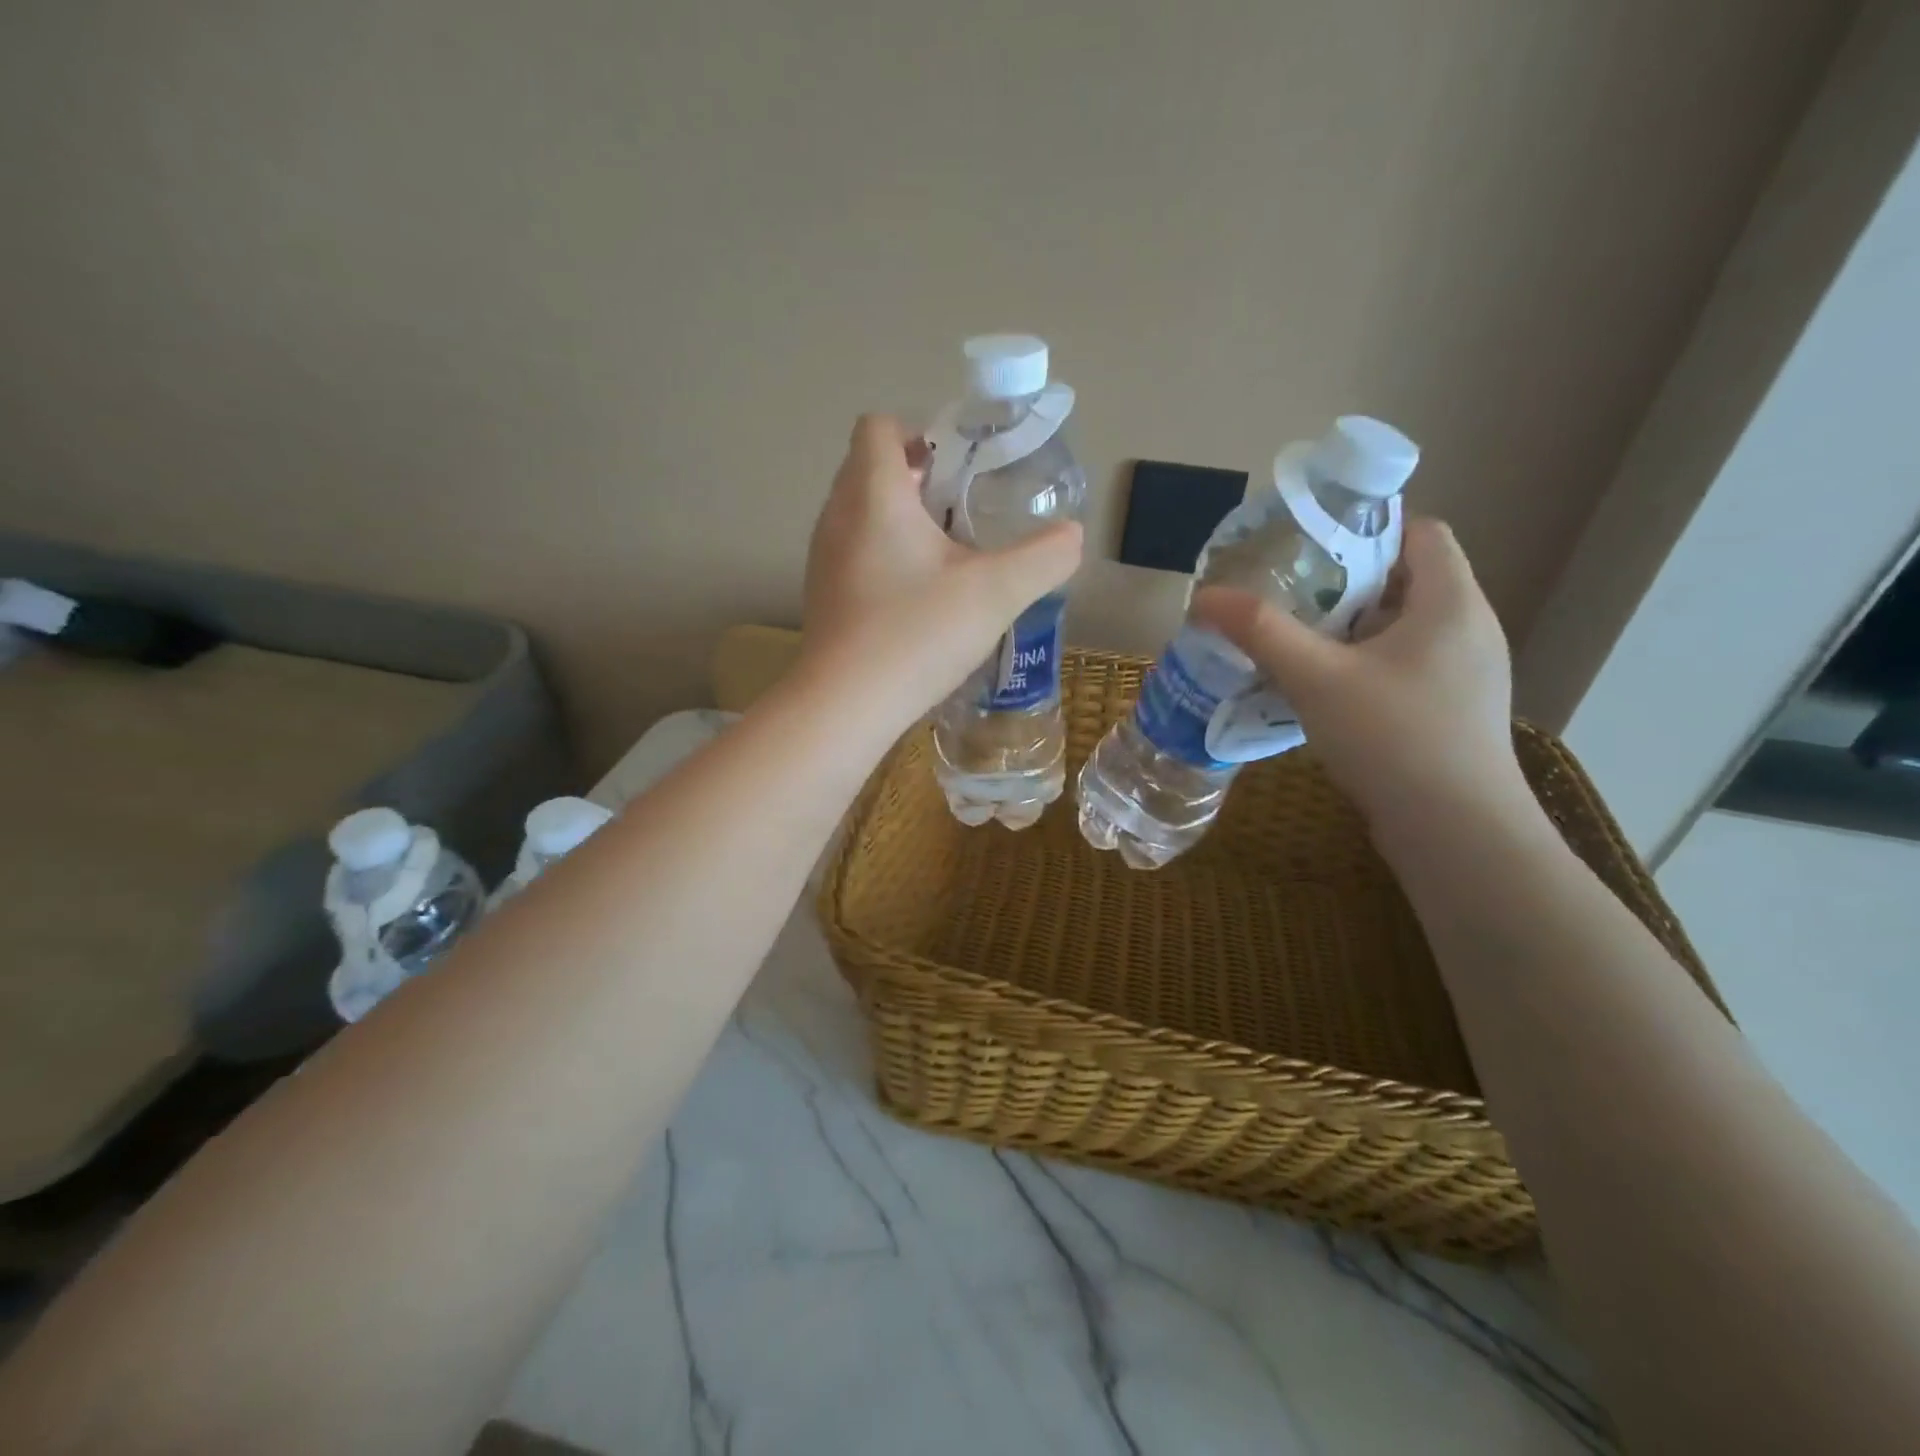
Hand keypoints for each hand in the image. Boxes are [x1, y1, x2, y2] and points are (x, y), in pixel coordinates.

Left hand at [802, 414, 1082, 721]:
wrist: (845, 706)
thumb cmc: (917, 634)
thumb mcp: (996, 593)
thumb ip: (1044, 557)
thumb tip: (1073, 536)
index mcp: (873, 493)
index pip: (879, 426)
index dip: (921, 433)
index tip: (960, 469)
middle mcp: (837, 515)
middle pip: (871, 467)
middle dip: (920, 479)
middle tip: (964, 513)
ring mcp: (823, 558)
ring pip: (862, 513)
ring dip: (903, 521)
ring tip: (948, 557)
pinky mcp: (823, 595)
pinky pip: (855, 552)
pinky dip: (885, 557)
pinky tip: (918, 599)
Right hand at [1191, 518, 1531, 833]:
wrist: (1455, 832)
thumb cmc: (1393, 738)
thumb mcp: (1316, 678)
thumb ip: (1260, 632)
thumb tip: (1204, 596)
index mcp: (1451, 602)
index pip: (1421, 531)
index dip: (1367, 529)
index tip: (1310, 547)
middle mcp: (1469, 629)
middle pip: (1406, 580)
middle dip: (1345, 582)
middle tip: (1287, 595)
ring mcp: (1467, 675)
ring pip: (1403, 629)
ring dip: (1351, 628)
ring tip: (1296, 641)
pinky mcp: (1453, 712)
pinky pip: (1405, 667)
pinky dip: (1364, 665)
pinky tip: (1323, 691)